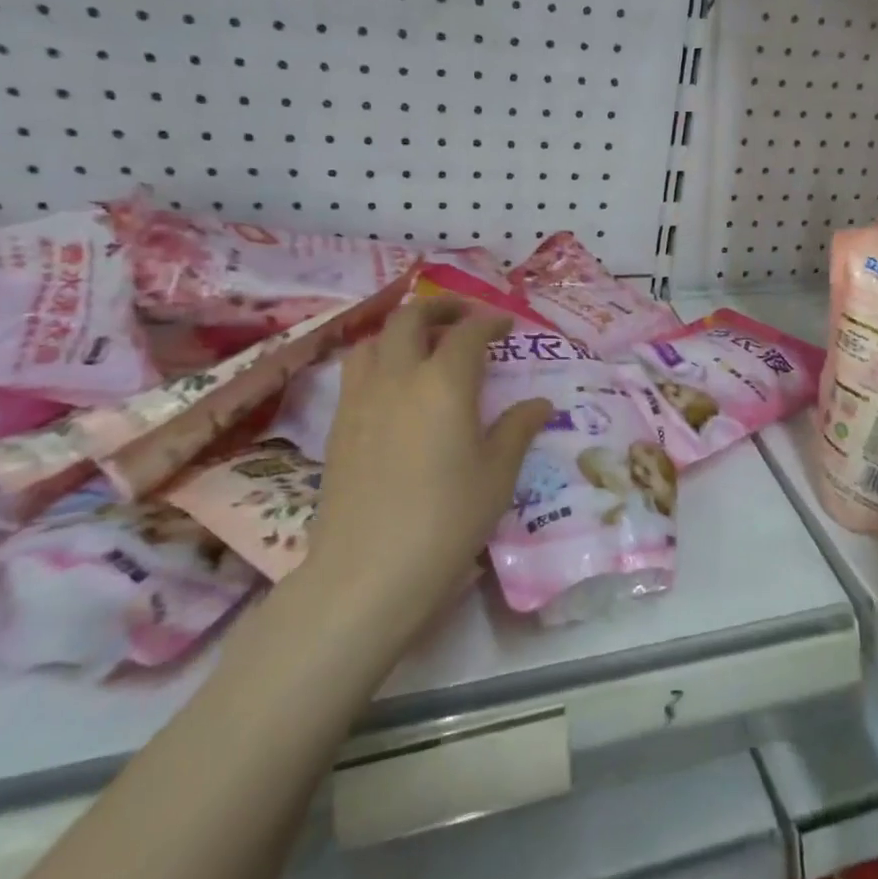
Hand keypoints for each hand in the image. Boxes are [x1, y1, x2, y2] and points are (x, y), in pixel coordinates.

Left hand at [306, 298, 550, 649]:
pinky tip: (395, 387)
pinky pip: (356, 371)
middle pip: (411, 319)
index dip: (489, 322)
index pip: (468, 333)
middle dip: (440, 308)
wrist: (369, 571)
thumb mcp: (497, 475)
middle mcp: (398, 377)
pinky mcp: (338, 425)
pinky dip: (379, 359)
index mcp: (445, 383)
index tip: (505, 325)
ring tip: (423, 346)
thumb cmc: (447, 520)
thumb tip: (539, 404)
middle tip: (463, 317)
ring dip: (402, 330)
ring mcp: (360, 399)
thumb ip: (517, 430)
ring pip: (374, 340)